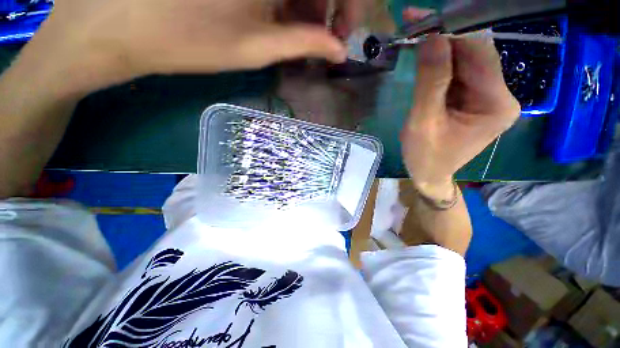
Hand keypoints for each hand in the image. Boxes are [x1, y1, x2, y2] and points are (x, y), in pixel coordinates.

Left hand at [29, 0, 358, 94]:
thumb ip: (304, 43)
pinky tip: (280, 11)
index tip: (345, 35)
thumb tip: (338, 51)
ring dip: (309, 0)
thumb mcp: (256, 49)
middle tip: (326, 38)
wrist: (123, 24)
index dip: (350, 6)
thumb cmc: (189, 41)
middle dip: (331, 5)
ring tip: (302, 30)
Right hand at [400, 9, 519, 196]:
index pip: (479, 55)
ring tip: (415, 38)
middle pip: (475, 55)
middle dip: (445, 38)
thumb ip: (430, 83)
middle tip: (415, 24)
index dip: (452, 33)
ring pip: (465, 61)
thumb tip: (431, 39)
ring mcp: (487, 96)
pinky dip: (440, 63)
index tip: (424, 19)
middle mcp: (499, 95)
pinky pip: (457, 73)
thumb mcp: (423, 122)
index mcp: (496, 104)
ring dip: (440, 49)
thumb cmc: (425, 156)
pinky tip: (424, 58)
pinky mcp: (473, 98)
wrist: (429, 174)